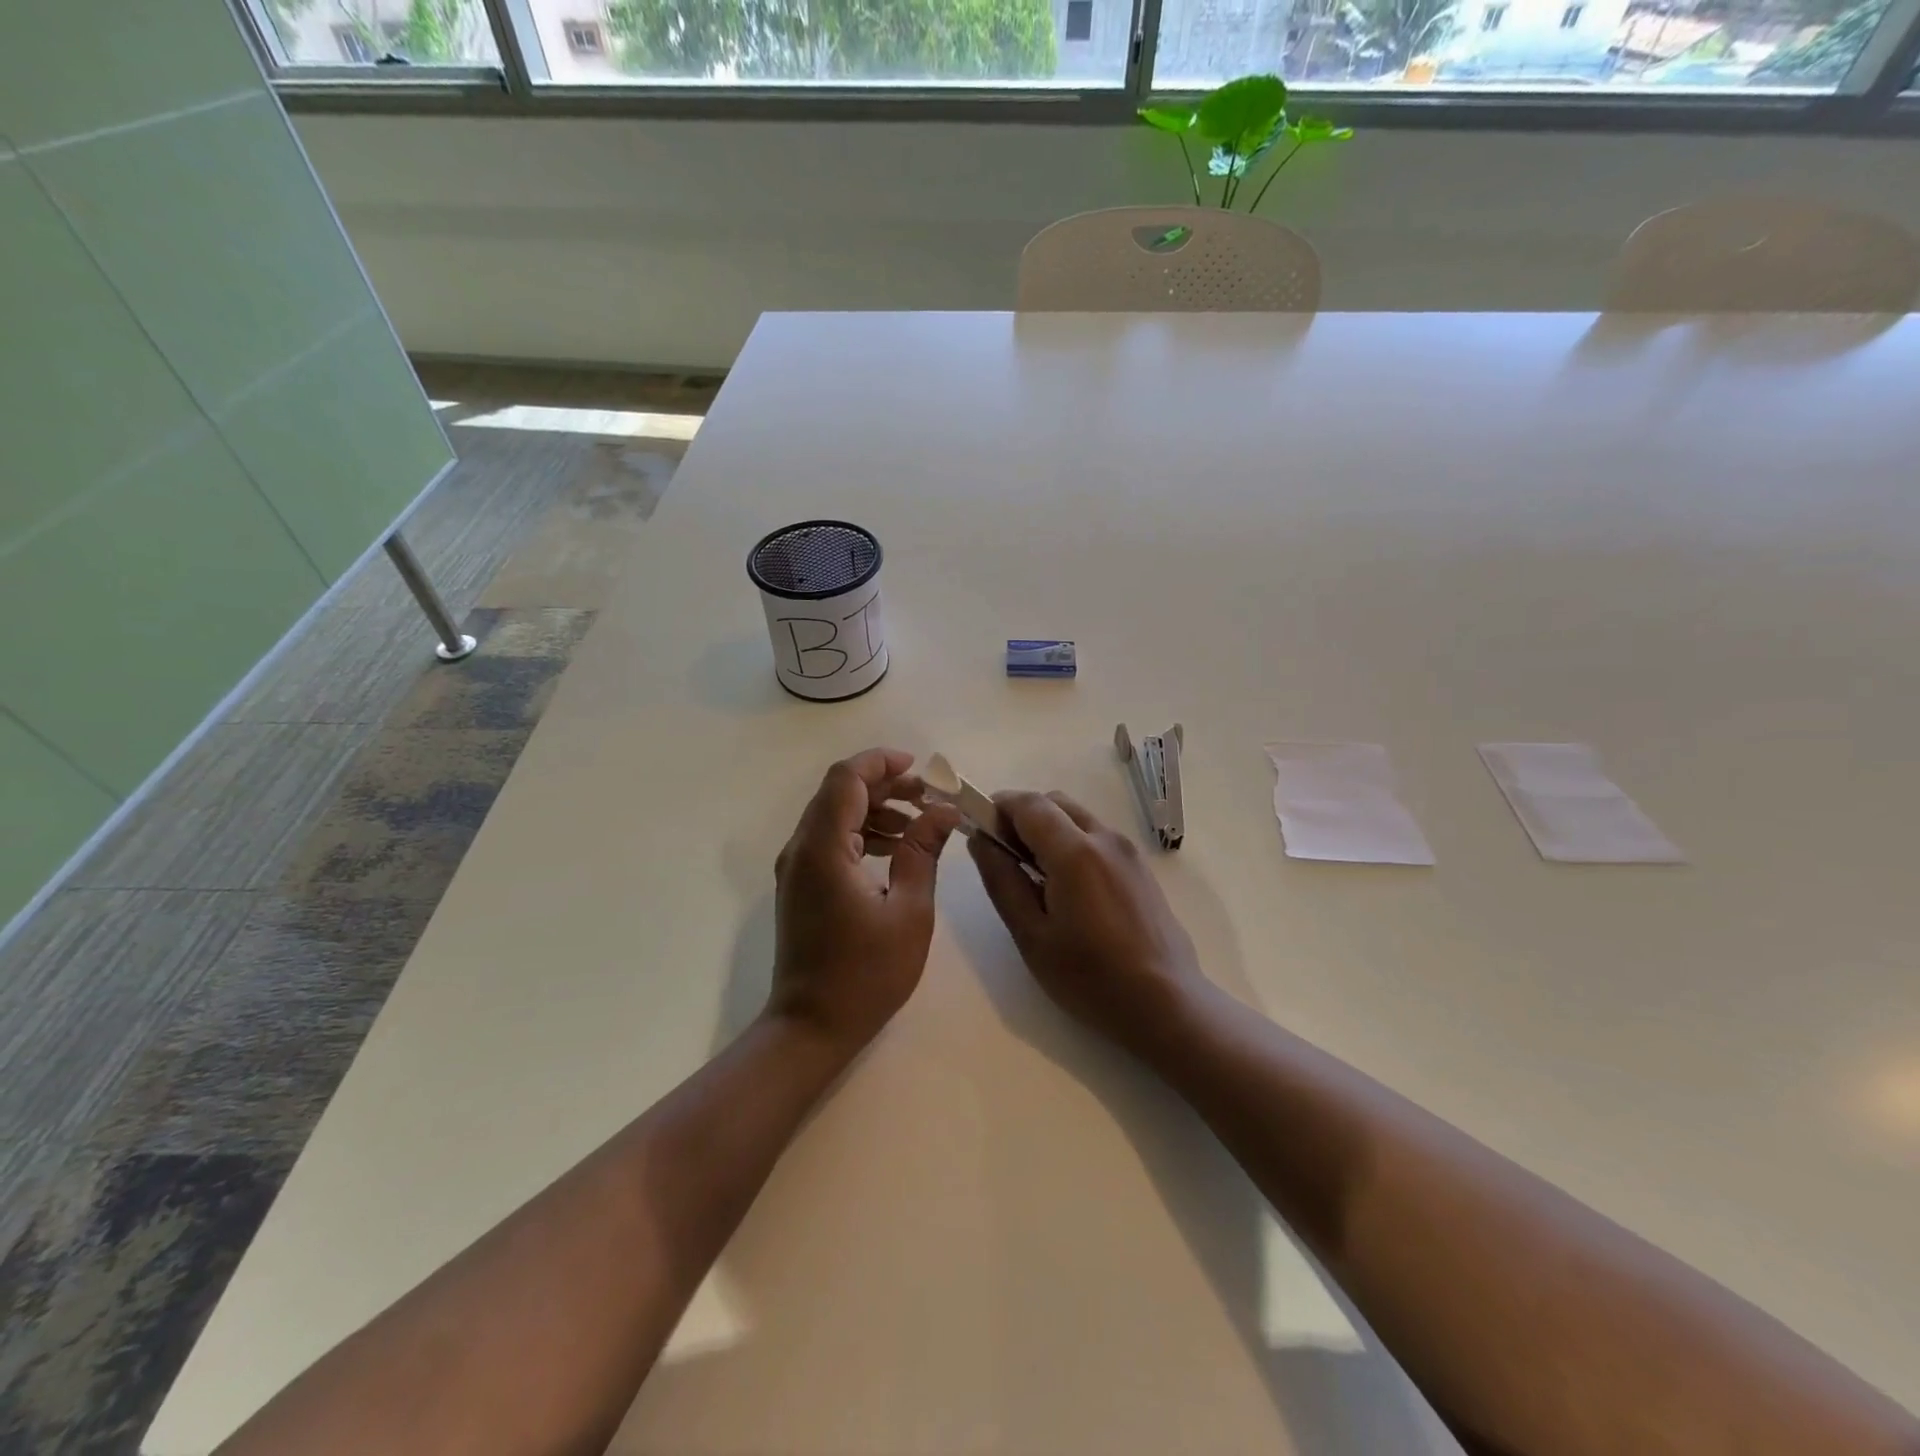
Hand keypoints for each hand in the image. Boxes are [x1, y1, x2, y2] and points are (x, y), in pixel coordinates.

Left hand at [769, 748, 963, 1055]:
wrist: (811, 1027)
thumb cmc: (866, 974)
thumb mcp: (909, 911)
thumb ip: (923, 852)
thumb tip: (944, 812)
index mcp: (824, 848)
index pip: (847, 779)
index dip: (882, 762)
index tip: (921, 769)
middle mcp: (802, 848)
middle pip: (840, 792)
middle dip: (886, 784)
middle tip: (930, 797)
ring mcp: (797, 867)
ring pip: (836, 815)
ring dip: (877, 808)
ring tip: (921, 822)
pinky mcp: (801, 884)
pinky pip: (832, 840)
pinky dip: (864, 833)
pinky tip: (897, 849)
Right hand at [969, 792, 1203, 1056]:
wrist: (1166, 1003)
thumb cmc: (1090, 977)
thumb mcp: (1032, 935)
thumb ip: (1002, 881)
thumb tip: (981, 840)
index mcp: (1074, 852)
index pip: (1029, 803)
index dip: (998, 806)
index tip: (979, 828)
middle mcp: (1104, 838)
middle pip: (1055, 802)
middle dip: (1022, 815)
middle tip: (1003, 853)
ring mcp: (1127, 850)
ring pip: (1077, 816)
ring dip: (1048, 828)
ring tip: (1033, 873)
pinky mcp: (1140, 866)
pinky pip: (1097, 836)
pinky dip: (1072, 841)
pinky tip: (1067, 886)